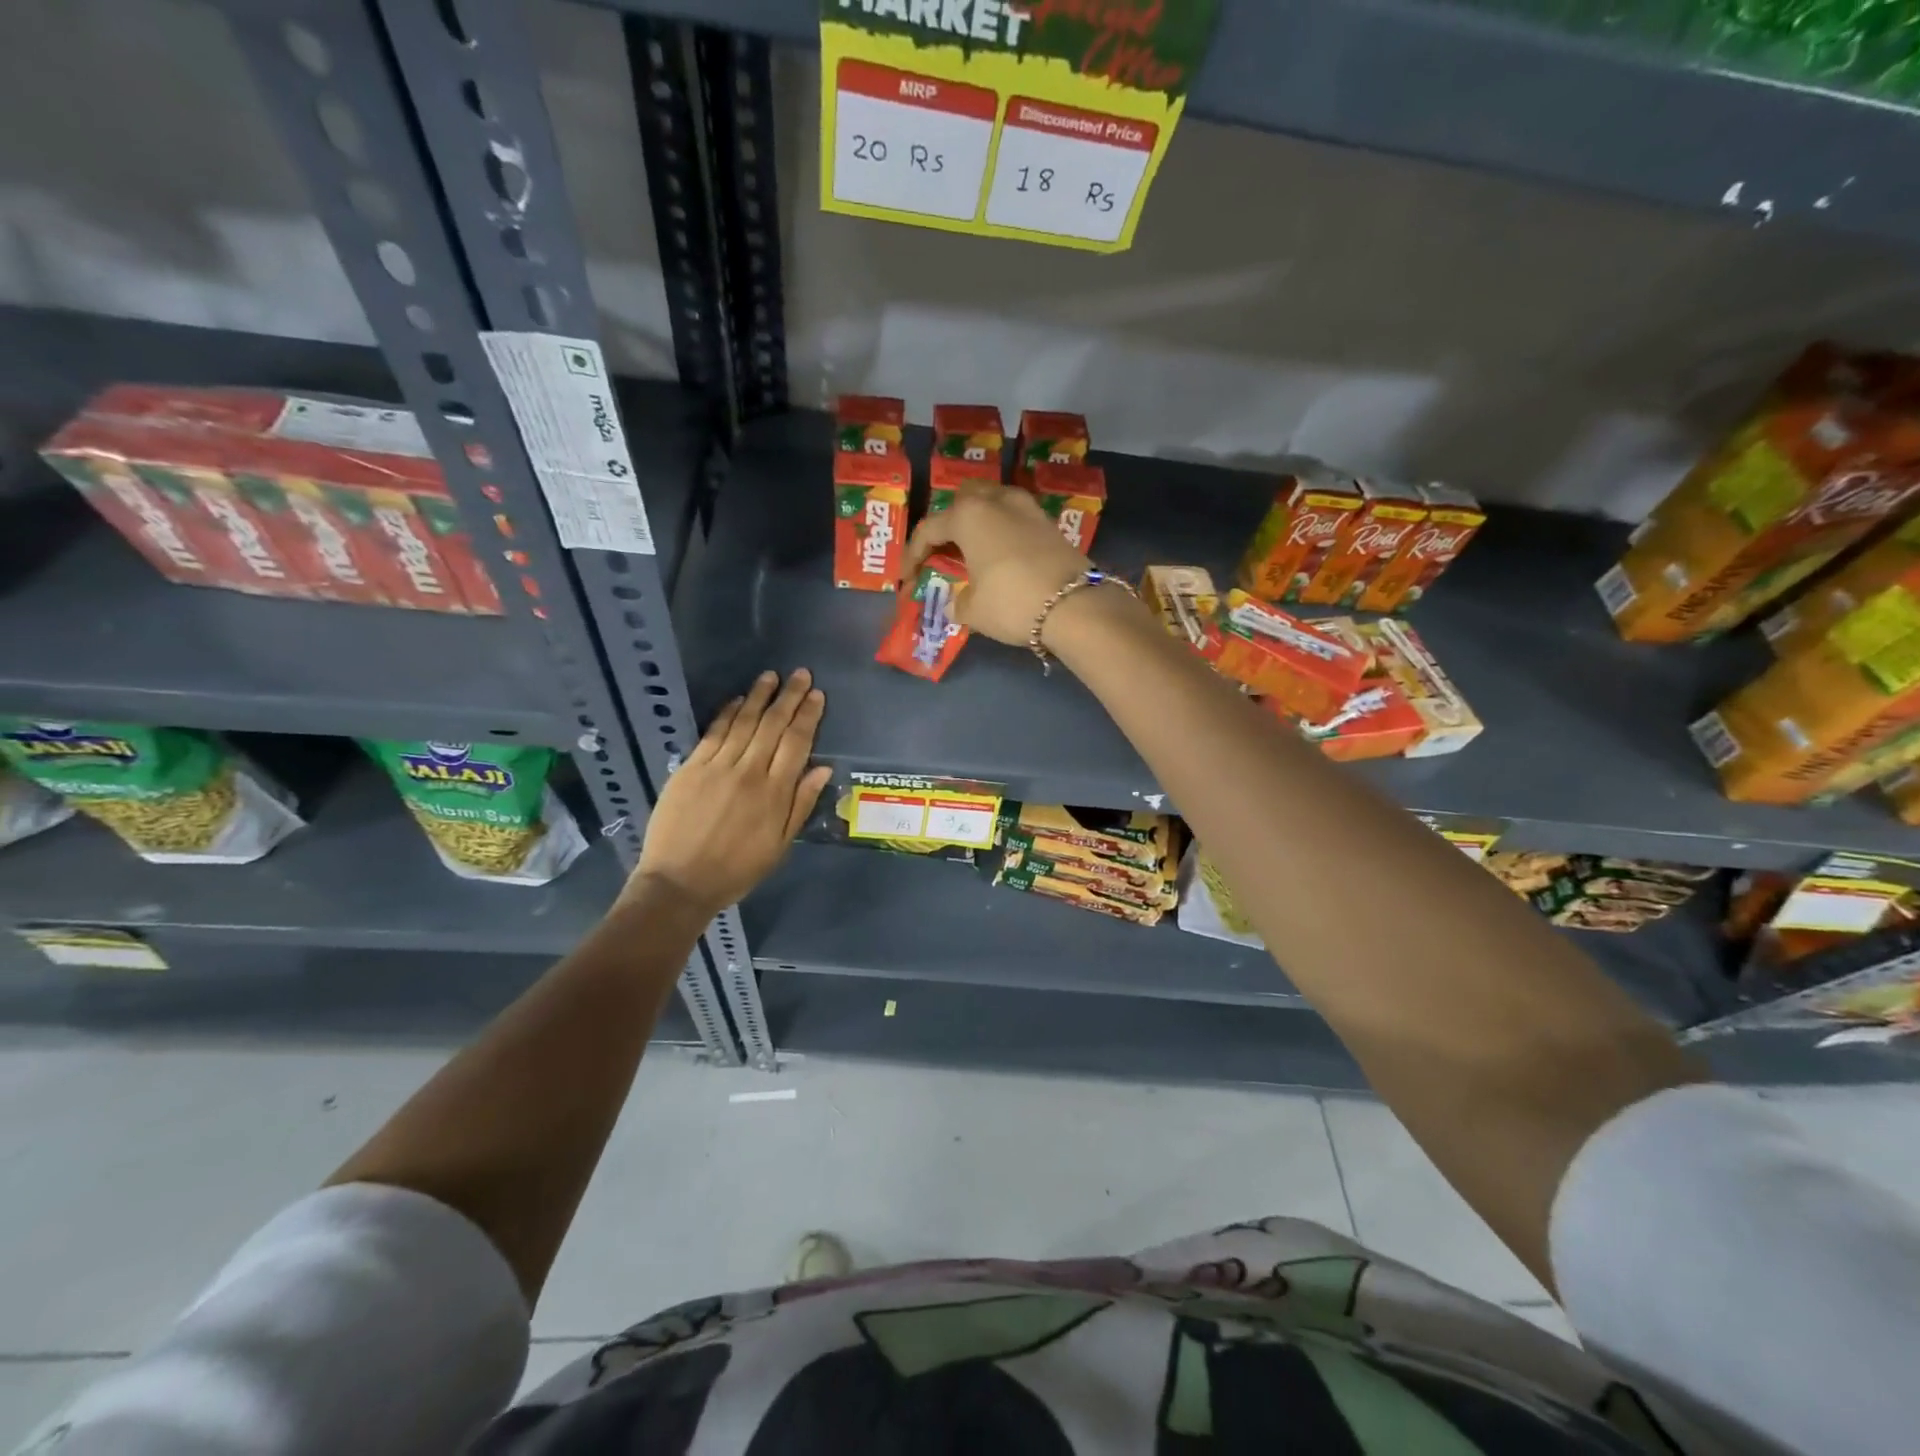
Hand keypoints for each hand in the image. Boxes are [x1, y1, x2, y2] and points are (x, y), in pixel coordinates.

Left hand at [628, 669, 831, 918]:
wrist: (679, 882)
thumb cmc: (736, 870)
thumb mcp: (779, 845)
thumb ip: (800, 804)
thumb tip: (822, 769)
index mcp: (775, 793)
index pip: (797, 743)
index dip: (808, 716)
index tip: (817, 695)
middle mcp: (749, 772)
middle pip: (773, 725)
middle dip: (789, 697)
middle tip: (801, 674)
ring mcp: (717, 767)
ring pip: (744, 722)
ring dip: (759, 697)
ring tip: (771, 676)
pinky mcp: (690, 768)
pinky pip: (713, 733)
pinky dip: (727, 713)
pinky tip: (737, 700)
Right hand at [900, 483, 1089, 645]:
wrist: (1076, 606)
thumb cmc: (1012, 602)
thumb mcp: (973, 610)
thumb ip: (957, 601)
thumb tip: (957, 601)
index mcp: (968, 515)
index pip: (929, 529)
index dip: (913, 555)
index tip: (906, 579)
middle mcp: (997, 500)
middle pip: (962, 500)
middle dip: (948, 524)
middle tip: (942, 552)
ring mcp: (1027, 508)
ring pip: (992, 503)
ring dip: (978, 523)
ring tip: (972, 551)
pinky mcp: (1049, 523)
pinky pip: (1015, 518)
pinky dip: (1002, 532)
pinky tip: (1000, 555)